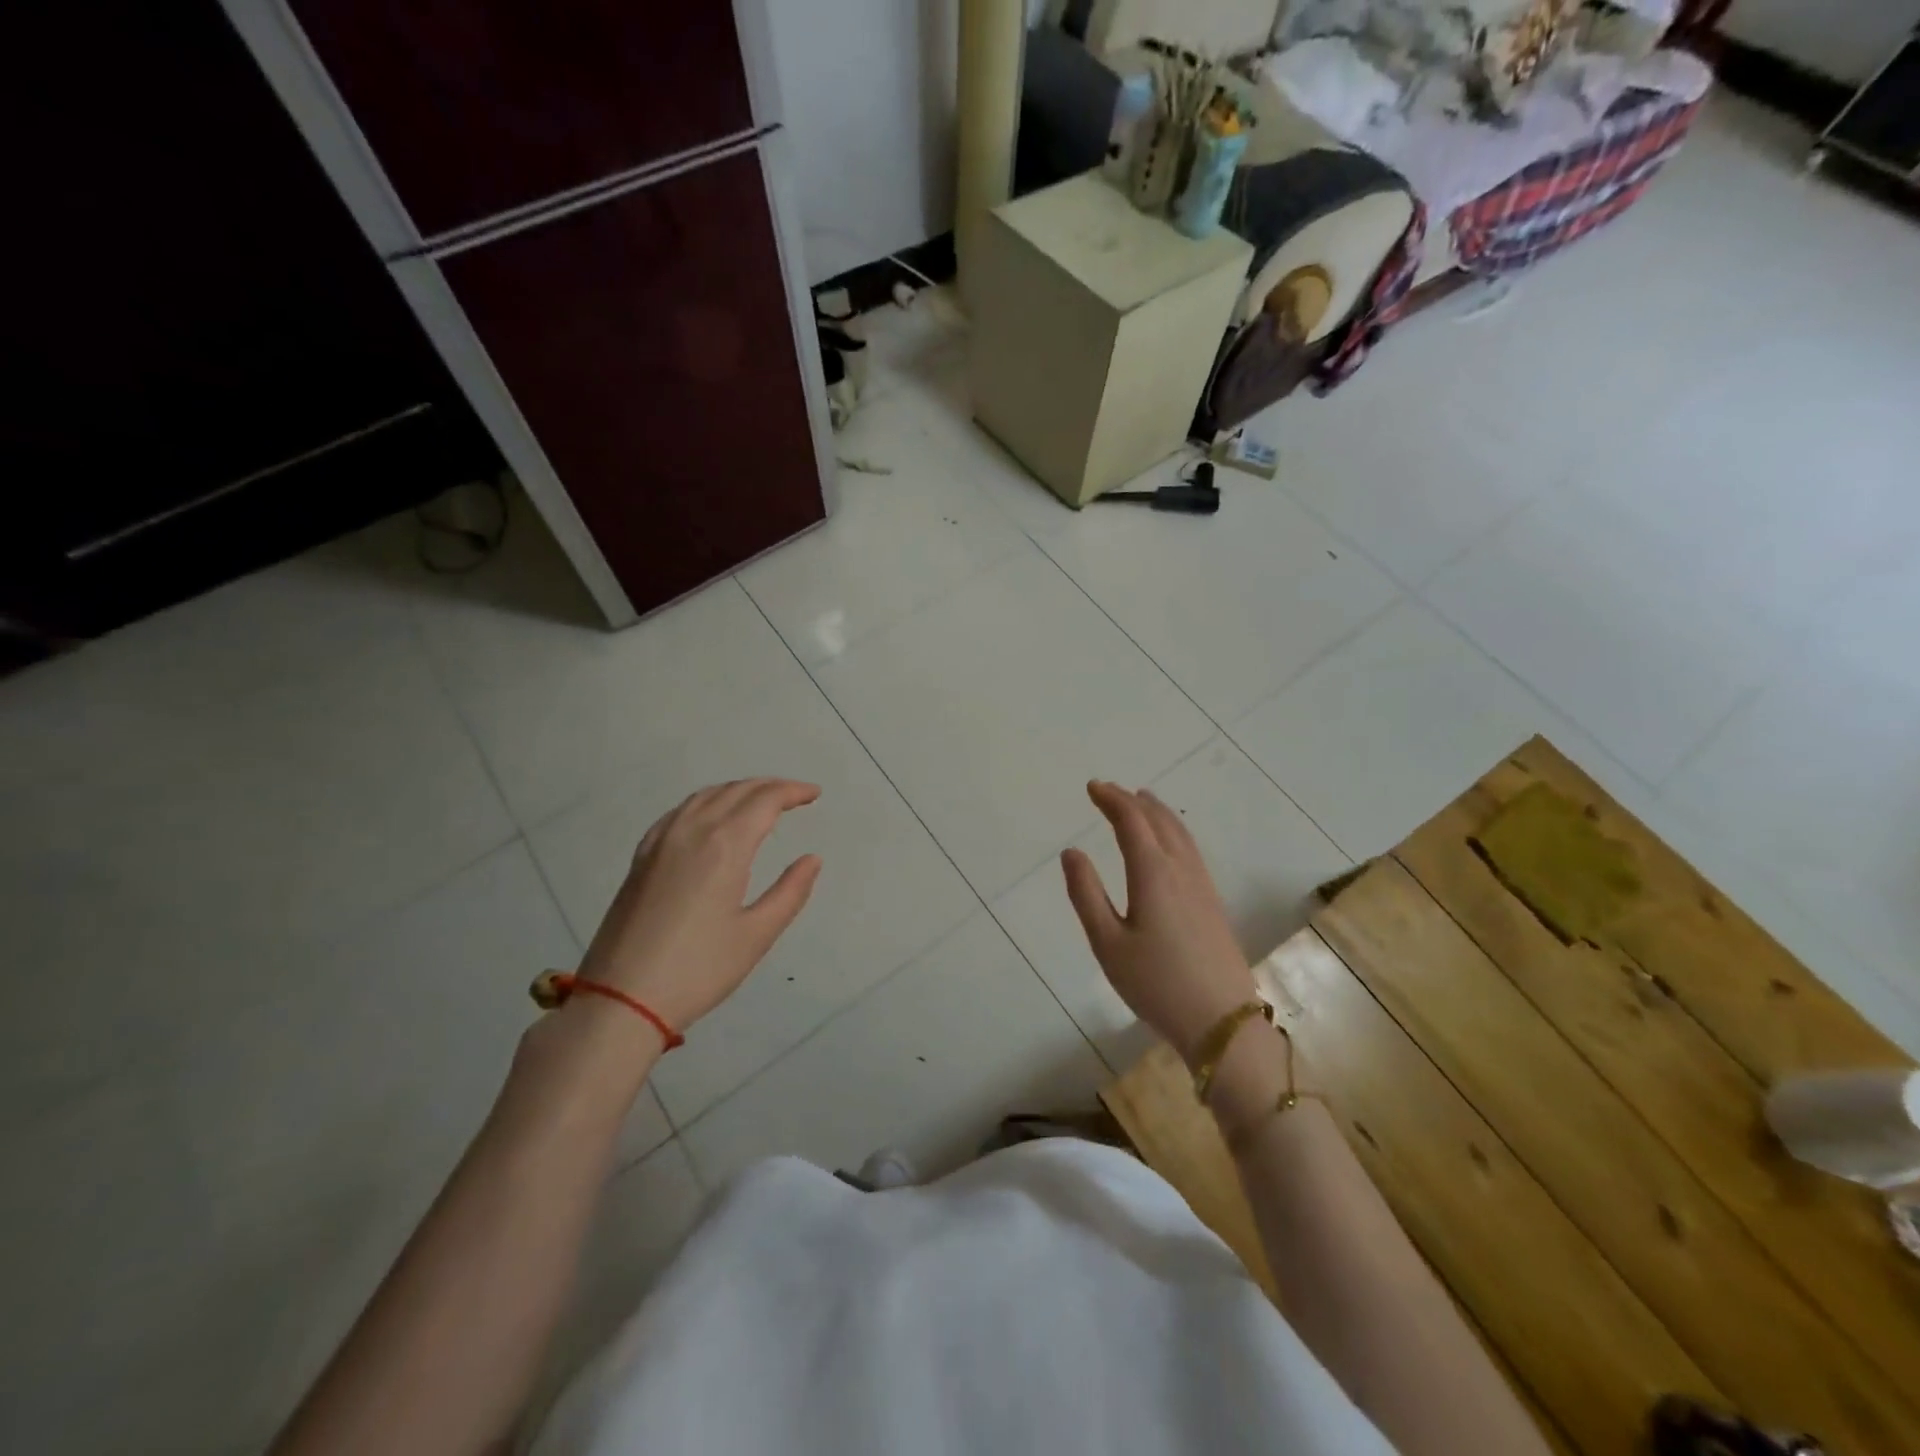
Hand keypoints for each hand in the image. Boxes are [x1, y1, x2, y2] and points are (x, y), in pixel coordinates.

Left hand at [577, 778, 822, 1034]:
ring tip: (759, 801)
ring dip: (737, 791)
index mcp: (724, 845)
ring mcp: (660, 842)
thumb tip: (812, 859)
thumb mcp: (756, 935)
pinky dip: (705, 803)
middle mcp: (691, 831)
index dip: (792, 792)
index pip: (764, 800)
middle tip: (795, 795)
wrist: (621, 1000)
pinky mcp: (641, 859)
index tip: (814, 794)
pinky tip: (709, 818)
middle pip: (735, 791)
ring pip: (704, 797)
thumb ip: (790, 892)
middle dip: (769, 787)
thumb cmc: (698, 969)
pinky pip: (679, 813)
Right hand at [1061, 781, 1257, 1064]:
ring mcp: (1202, 884)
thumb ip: (1086, 894)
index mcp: (1153, 873)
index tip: (1092, 787)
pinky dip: (1173, 830)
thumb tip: (1071, 852)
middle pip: (1158, 820)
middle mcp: (1181, 869)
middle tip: (1109, 792)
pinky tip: (1168, 842)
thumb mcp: (1108, 943)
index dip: (1111, 799)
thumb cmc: (1156, 984)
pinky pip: (1190, 848)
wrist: (1222, 1021)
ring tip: (1140, 801)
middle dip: (1132, 801)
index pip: (1131, 821)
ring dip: (1156, 812)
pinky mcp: (1213, 901)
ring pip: (1179, 832)